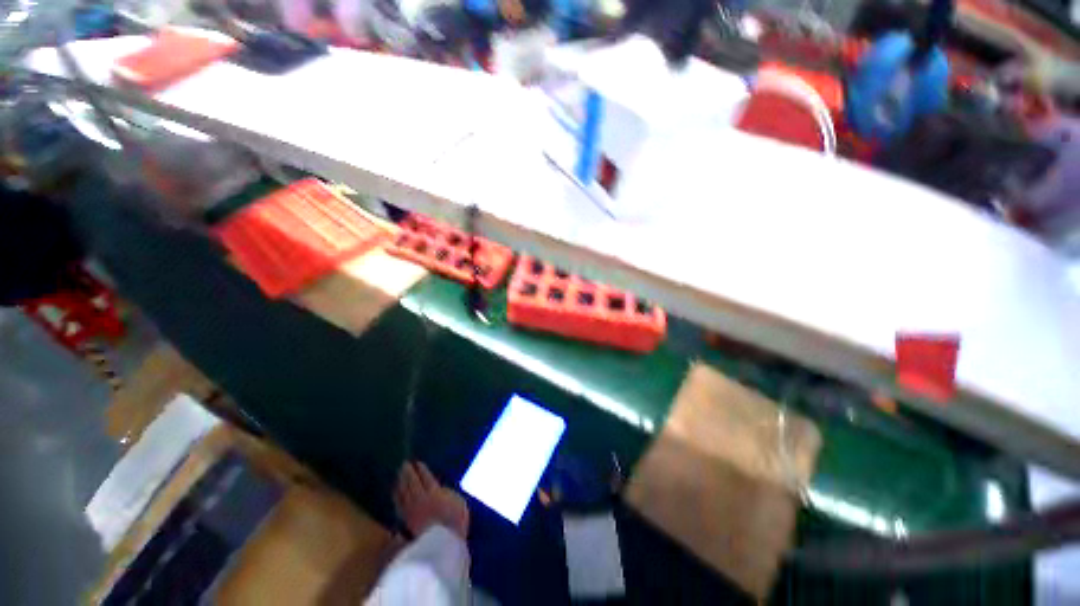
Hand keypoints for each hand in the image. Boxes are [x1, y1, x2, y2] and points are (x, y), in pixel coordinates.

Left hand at [394, 461, 469, 540]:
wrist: (442, 544)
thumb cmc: (455, 522)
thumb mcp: (458, 502)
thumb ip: (447, 492)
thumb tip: (440, 489)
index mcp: (434, 492)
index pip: (426, 478)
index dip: (421, 470)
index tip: (417, 463)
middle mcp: (421, 499)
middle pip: (412, 483)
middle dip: (408, 473)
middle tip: (404, 464)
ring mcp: (412, 511)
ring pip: (403, 493)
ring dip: (400, 483)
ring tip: (398, 475)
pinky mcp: (406, 522)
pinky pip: (399, 505)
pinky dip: (396, 497)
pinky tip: (395, 492)